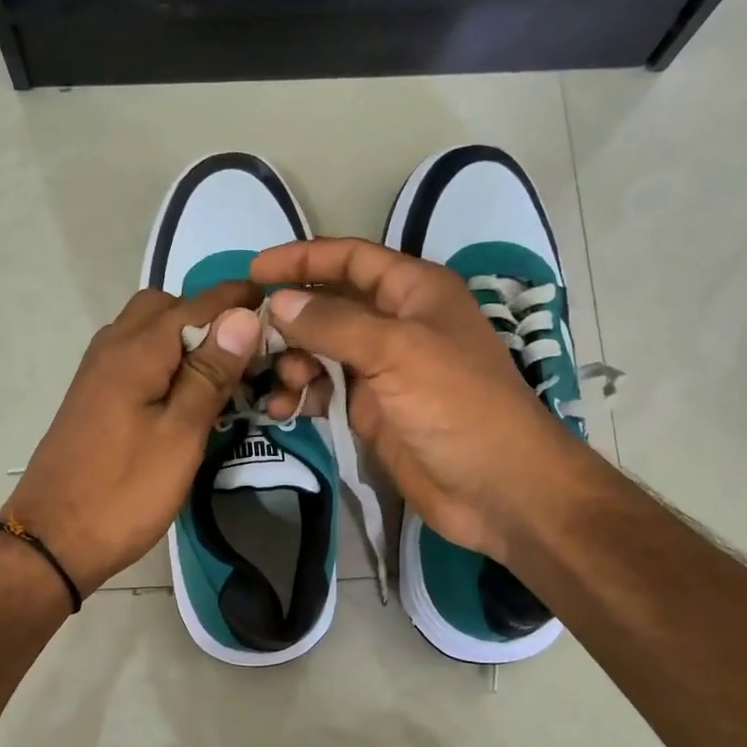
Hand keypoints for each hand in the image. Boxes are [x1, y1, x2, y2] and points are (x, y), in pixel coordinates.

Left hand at [4, 282, 262, 595]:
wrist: (53, 540)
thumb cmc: (124, 492)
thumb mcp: (180, 435)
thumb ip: (209, 374)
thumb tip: (241, 316)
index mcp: (136, 350)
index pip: (198, 303)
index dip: (240, 300)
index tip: (279, 309)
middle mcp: (112, 347)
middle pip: (166, 306)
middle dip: (209, 318)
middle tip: (245, 354)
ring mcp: (98, 373)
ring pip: (147, 331)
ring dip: (185, 340)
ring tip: (222, 376)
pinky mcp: (94, 398)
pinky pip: (136, 358)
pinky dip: (165, 361)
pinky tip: (186, 395)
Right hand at [250, 238, 569, 563]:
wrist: (496, 488)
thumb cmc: (456, 405)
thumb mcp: (396, 351)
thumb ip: (333, 323)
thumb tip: (277, 303)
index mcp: (414, 292)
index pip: (351, 259)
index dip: (303, 259)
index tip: (254, 271)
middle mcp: (396, 325)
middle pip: (330, 306)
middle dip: (291, 318)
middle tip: (250, 339)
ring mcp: (382, 372)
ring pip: (321, 353)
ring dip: (293, 363)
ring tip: (280, 384)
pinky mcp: (371, 413)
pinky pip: (325, 393)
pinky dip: (302, 397)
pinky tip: (282, 411)